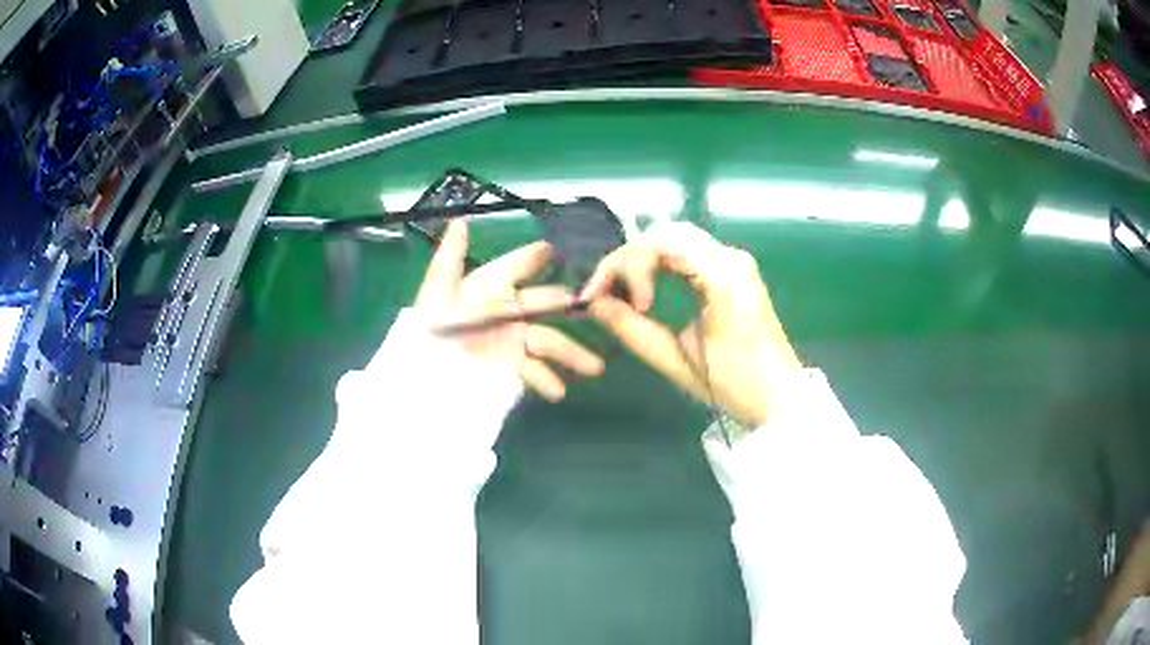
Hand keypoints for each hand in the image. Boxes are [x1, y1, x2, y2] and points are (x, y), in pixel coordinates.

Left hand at [415, 220, 604, 401]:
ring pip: (549, 341)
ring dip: (572, 352)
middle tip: (589, 303)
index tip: (552, 249)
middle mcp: (509, 310)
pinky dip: (548, 381)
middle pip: (544, 303)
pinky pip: (536, 372)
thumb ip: (451, 257)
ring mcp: (514, 340)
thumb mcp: (437, 291)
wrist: (424, 372)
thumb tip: (460, 221)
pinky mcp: (512, 367)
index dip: (533, 257)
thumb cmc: (430, 326)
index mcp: (491, 287)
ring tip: (595, 367)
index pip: (517, 266)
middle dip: (566, 303)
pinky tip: (559, 392)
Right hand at [581, 222, 800, 426]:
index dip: (623, 265)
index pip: (660, 244)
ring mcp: (734, 262)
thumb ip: (633, 330)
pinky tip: (646, 289)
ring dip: (642, 261)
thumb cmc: (735, 385)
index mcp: (723, 276)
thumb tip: (595, 304)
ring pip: (675, 239)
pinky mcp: (732, 272)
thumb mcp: (678, 361)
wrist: (779, 397)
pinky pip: (688, 253)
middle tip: (603, 294)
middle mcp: (730, 257)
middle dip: (628, 260)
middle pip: (665, 234)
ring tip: (620, 294)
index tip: (604, 301)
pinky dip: (659, 265)